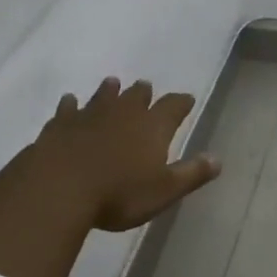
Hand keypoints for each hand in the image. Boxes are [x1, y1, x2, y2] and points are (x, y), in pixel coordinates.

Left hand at [34, 77, 220, 230]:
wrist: (59, 188)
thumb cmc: (119, 194)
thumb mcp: (164, 191)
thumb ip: (191, 174)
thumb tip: (217, 159)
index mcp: (152, 127)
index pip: (173, 107)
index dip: (181, 103)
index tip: (187, 99)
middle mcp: (122, 113)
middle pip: (136, 96)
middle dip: (144, 92)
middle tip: (146, 87)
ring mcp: (88, 115)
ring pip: (103, 96)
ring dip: (109, 90)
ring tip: (112, 83)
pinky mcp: (60, 124)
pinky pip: (68, 108)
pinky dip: (71, 105)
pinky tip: (70, 102)